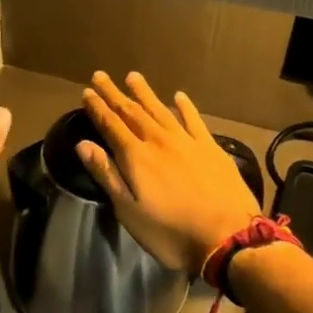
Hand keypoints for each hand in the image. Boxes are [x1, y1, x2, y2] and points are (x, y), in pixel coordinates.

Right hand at [77, 72, 261, 273]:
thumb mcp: (129, 212)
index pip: (111, 125)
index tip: (87, 91)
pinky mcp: (211, 148)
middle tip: (101, 75)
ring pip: (161, 110)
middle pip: (132, 112)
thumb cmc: (172, 232)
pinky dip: (184, 107)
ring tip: (133, 76)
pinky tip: (178, 96)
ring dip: (145, 93)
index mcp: (136, 157)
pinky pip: (194, 119)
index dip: (97, 108)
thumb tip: (83, 144)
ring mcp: (188, 141)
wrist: (229, 237)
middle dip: (115, 94)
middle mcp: (159, 141)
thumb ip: (107, 175)